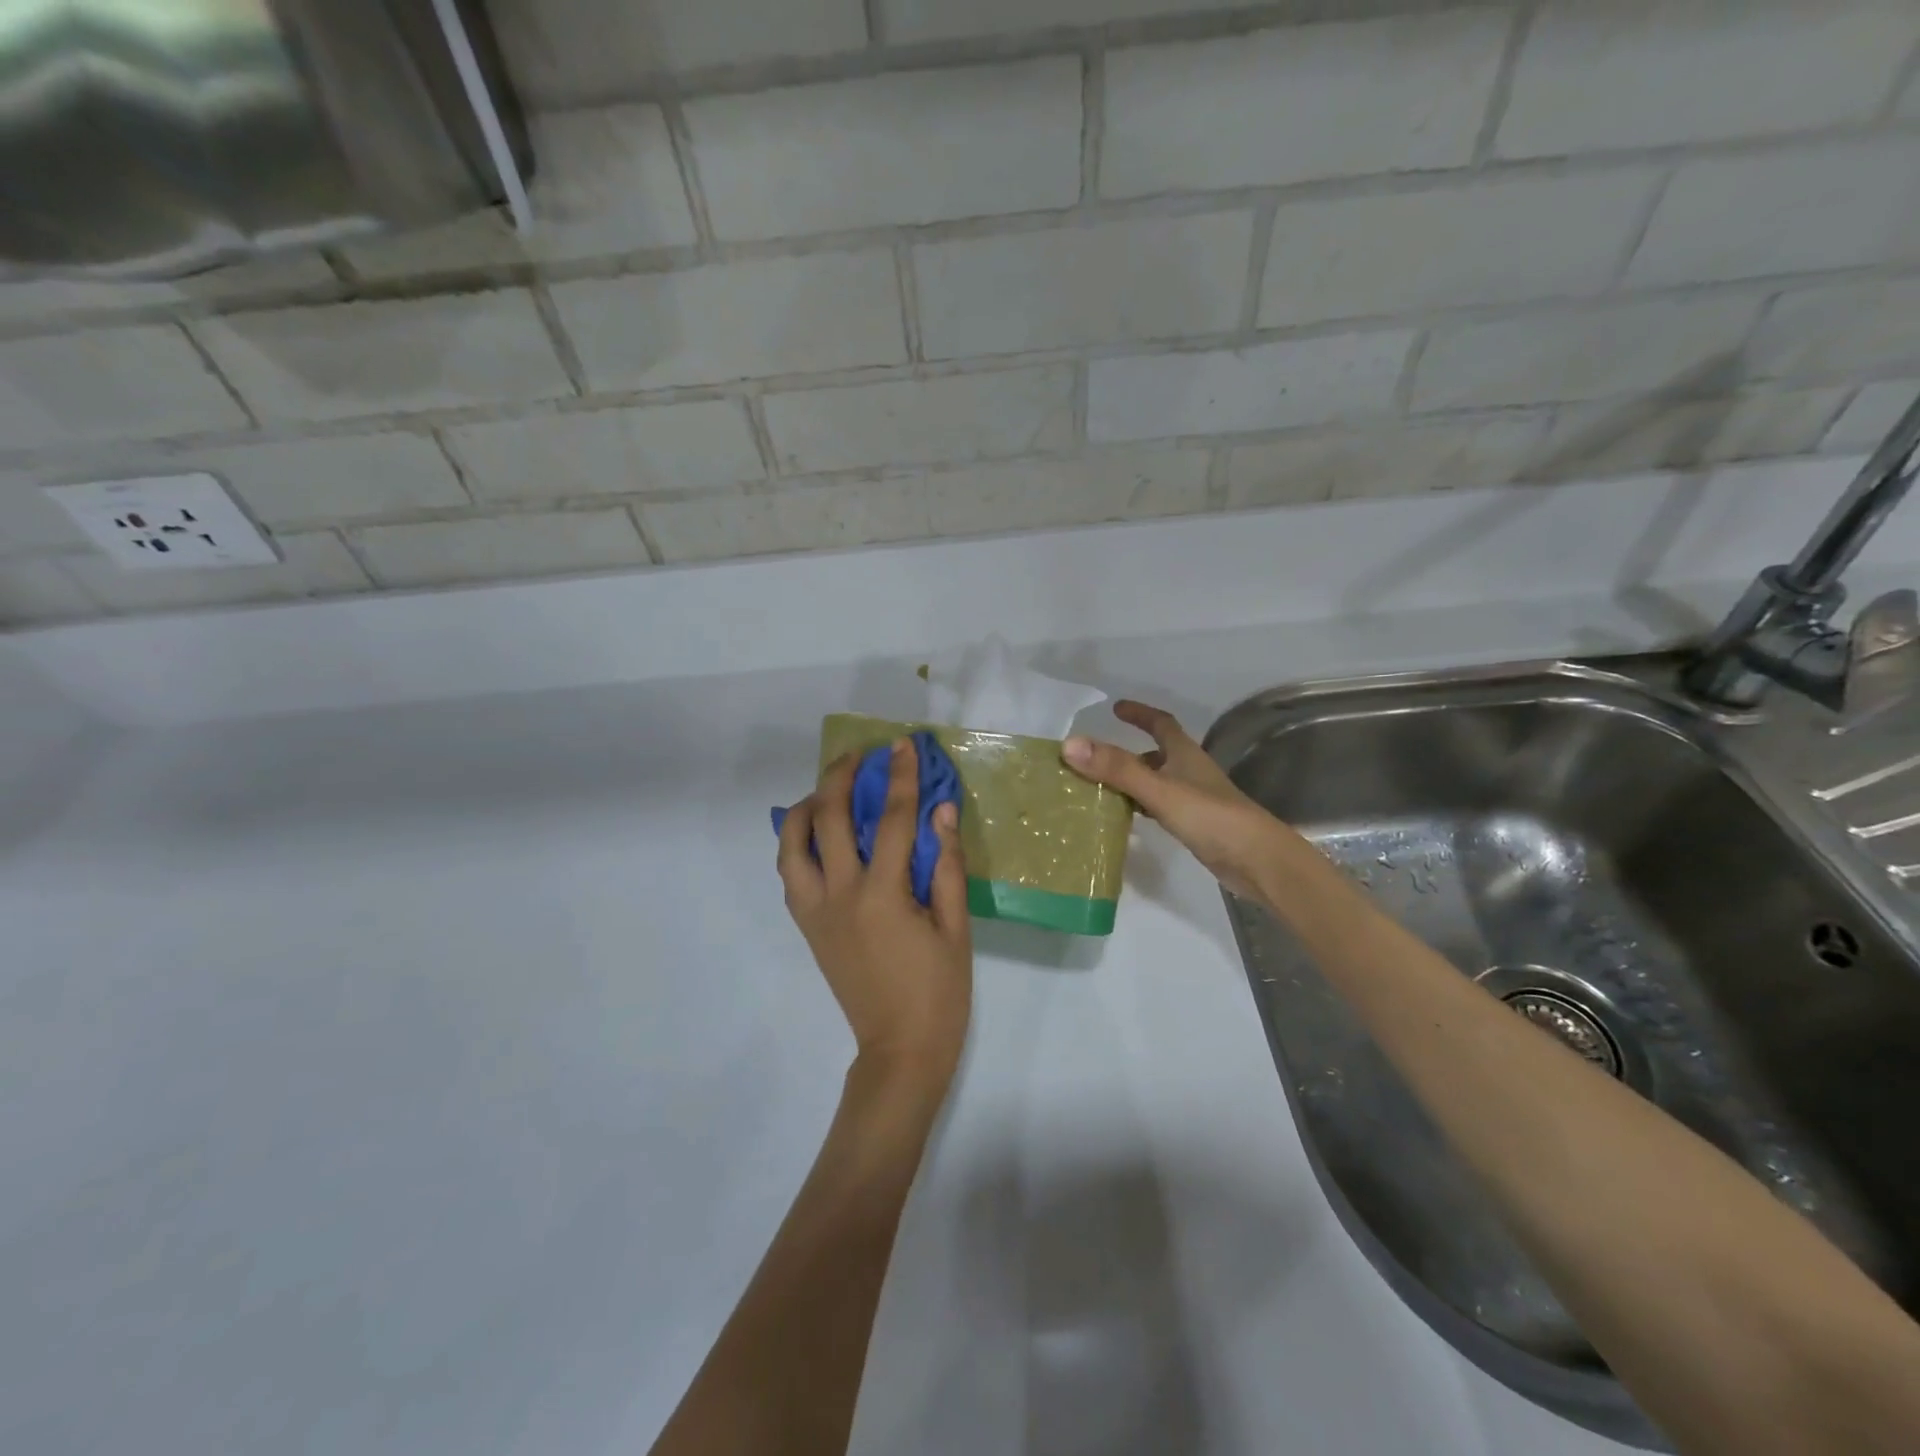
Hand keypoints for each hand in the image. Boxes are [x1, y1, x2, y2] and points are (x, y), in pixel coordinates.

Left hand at [777, 738, 972, 1088]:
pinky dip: (797, 842)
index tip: (903, 745)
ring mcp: (815, 912)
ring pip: (790, 844)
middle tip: (860, 756)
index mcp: (881, 895)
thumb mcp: (955, 927)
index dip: (899, 777)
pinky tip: (819, 834)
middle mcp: (838, 896)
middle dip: (841, 776)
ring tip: (828, 789)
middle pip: (826, 818)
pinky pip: (790, 872)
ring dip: (806, 806)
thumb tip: (941, 810)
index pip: (890, 819)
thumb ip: (945, 864)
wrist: (899, 1050)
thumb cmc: (939, 991)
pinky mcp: (807, 927)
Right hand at [1063, 700, 1283, 899]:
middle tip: (1095, 759)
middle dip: (1128, 753)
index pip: (1161, 723)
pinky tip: (1126, 819)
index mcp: (1185, 754)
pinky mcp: (1195, 825)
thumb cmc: (1210, 817)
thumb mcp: (1158, 789)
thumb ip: (1116, 768)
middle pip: (1157, 754)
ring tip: (1099, 789)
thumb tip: (1069, 744)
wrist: (1256, 860)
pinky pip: (1160, 807)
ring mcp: (1194, 799)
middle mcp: (1190, 771)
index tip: (1116, 708)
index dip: (1140, 713)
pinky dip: (1141, 806)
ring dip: (1132, 781)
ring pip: (1157, 782)